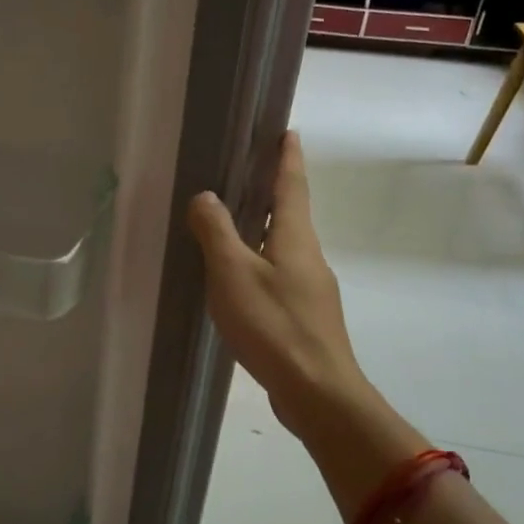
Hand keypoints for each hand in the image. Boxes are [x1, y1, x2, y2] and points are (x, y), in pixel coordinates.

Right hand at [186, 132, 375, 446]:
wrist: (318, 392)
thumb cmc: (274, 326)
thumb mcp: (233, 274)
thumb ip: (217, 232)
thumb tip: (205, 197)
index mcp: (297, 238)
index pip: (293, 185)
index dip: (287, 158)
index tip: (288, 132)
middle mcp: (309, 257)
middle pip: (292, 215)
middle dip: (274, 192)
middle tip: (248, 173)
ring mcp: (311, 290)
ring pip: (285, 248)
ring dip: (265, 230)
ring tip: (235, 225)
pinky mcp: (305, 318)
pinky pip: (279, 276)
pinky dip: (260, 264)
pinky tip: (240, 282)